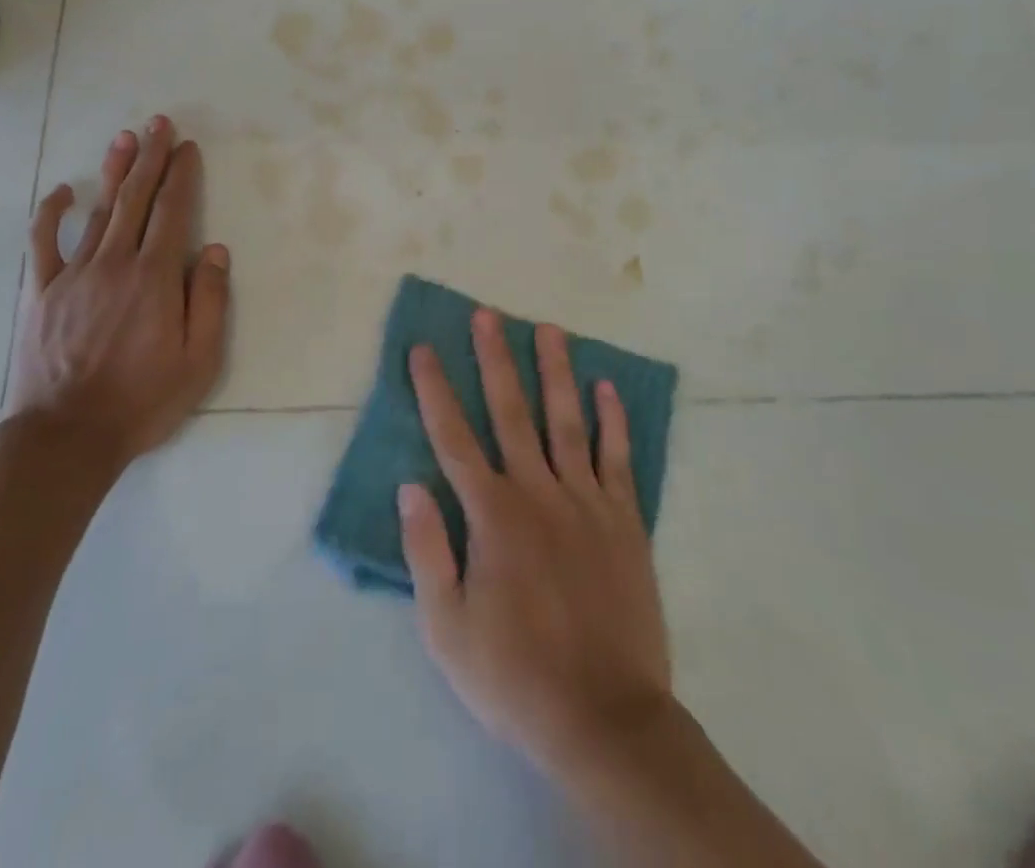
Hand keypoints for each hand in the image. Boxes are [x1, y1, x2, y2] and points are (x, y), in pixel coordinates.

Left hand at [5, 116, 230, 466]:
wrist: (66, 436)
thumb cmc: (142, 401)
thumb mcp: (198, 361)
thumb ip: (208, 301)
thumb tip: (214, 250)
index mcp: (155, 278)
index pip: (173, 212)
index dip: (182, 176)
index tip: (188, 147)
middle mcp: (115, 263)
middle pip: (136, 199)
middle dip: (151, 158)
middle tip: (159, 123)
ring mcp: (73, 274)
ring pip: (98, 210)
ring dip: (114, 172)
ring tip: (125, 138)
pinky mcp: (41, 291)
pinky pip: (43, 242)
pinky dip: (51, 213)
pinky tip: (61, 190)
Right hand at [398, 310, 671, 780]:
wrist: (604, 720)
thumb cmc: (514, 676)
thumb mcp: (446, 628)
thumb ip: (427, 551)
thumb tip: (410, 486)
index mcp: (492, 515)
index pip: (453, 437)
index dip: (434, 389)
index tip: (423, 348)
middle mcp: (538, 493)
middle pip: (511, 412)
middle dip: (495, 359)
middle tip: (489, 314)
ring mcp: (586, 502)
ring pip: (566, 421)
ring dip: (556, 371)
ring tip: (550, 329)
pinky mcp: (625, 522)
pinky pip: (618, 458)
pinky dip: (613, 420)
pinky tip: (607, 387)